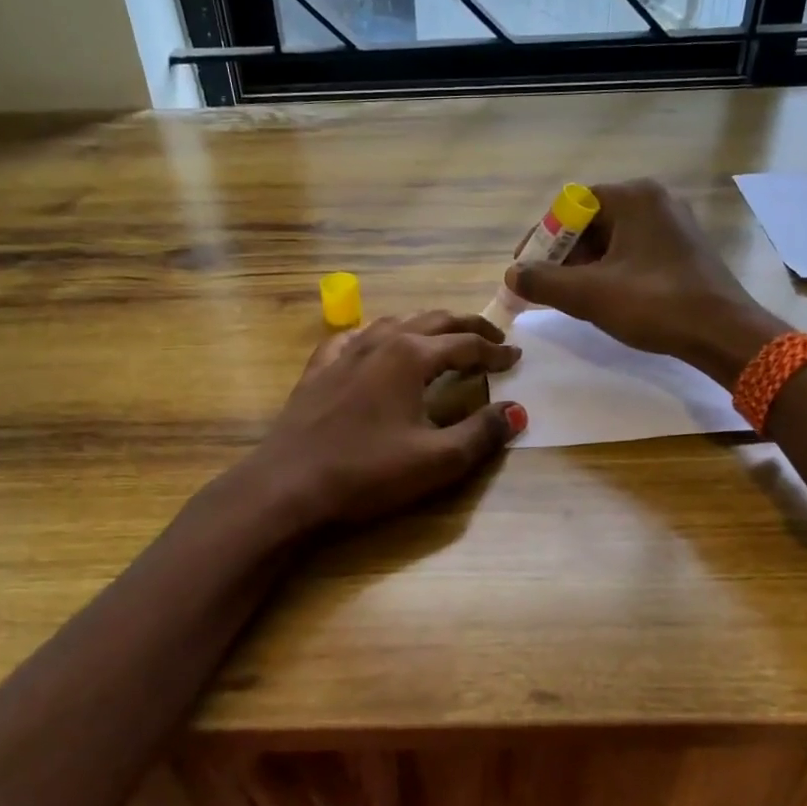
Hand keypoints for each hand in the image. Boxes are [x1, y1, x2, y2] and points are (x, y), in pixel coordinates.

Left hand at [249, 311, 526, 531]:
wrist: (289, 485)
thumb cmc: (368, 472)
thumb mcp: (437, 460)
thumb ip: (482, 433)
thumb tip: (517, 410)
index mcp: (412, 356)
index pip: (466, 344)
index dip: (495, 351)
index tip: (517, 357)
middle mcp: (381, 342)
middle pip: (434, 321)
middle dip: (468, 327)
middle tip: (493, 338)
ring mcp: (345, 352)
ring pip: (395, 323)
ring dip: (426, 326)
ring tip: (443, 339)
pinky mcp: (319, 369)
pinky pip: (354, 337)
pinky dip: (378, 336)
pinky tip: (375, 345)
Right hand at [506, 178, 787, 386]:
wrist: (724, 333)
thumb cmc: (655, 304)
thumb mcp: (590, 295)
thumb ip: (544, 281)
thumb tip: (512, 274)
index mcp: (634, 197)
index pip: (570, 205)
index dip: (541, 237)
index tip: (525, 269)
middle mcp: (655, 200)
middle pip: (590, 221)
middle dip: (562, 254)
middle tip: (545, 287)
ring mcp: (673, 224)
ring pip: (612, 239)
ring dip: (585, 266)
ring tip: (571, 298)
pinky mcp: (683, 249)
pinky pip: (633, 251)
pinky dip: (610, 271)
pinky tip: (604, 299)